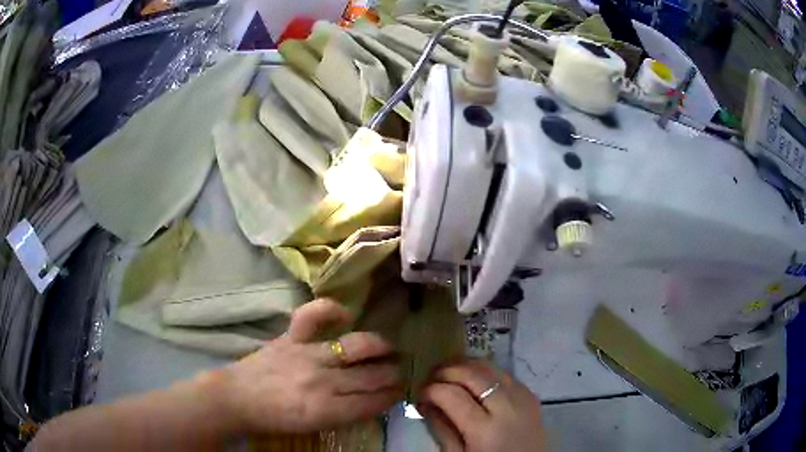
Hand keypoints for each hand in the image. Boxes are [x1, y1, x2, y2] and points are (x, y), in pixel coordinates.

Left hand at [217, 298, 403, 433]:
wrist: (237, 399)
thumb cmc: (275, 419)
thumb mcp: (314, 426)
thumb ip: (346, 414)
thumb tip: (374, 400)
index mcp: (327, 410)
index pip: (373, 401)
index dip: (392, 396)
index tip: (402, 391)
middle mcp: (322, 380)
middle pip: (371, 375)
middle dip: (394, 374)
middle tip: (401, 372)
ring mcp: (306, 354)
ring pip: (356, 346)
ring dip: (380, 347)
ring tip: (389, 348)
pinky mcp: (291, 337)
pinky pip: (313, 315)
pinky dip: (330, 310)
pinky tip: (345, 314)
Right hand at [419, 360, 544, 451]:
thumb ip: (441, 429)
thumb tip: (425, 403)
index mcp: (484, 429)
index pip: (451, 395)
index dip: (430, 389)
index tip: (419, 393)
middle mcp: (506, 407)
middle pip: (472, 374)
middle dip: (446, 370)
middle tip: (430, 377)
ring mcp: (522, 398)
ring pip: (490, 367)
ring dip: (465, 366)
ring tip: (448, 372)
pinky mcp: (531, 395)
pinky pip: (505, 374)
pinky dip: (486, 371)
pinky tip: (474, 379)